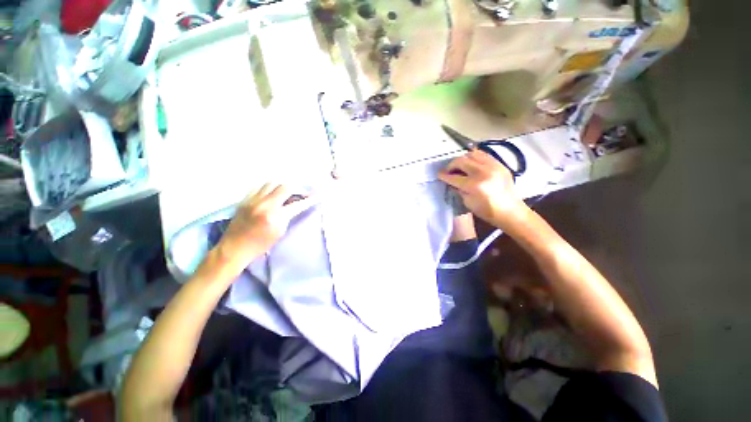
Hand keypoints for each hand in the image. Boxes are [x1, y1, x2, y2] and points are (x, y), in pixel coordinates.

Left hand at [215, 183, 314, 273]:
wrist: (235, 248)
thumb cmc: (261, 244)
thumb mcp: (280, 231)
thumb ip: (288, 215)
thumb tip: (295, 204)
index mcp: (275, 217)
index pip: (297, 204)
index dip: (308, 200)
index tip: (316, 196)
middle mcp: (264, 205)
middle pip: (284, 187)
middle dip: (295, 189)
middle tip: (300, 193)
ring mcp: (253, 200)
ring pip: (271, 183)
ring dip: (281, 186)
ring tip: (285, 192)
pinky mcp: (245, 199)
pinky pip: (259, 186)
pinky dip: (268, 188)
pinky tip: (271, 193)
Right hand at [438, 149, 527, 229]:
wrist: (511, 211)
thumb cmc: (487, 211)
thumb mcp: (468, 202)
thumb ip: (459, 189)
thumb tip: (452, 181)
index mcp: (474, 185)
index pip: (453, 177)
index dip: (444, 175)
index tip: (439, 174)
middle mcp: (483, 172)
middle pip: (461, 161)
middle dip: (451, 165)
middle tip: (448, 170)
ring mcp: (493, 166)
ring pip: (472, 154)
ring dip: (463, 159)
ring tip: (460, 166)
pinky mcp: (499, 164)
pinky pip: (483, 155)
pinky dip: (474, 157)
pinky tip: (471, 164)